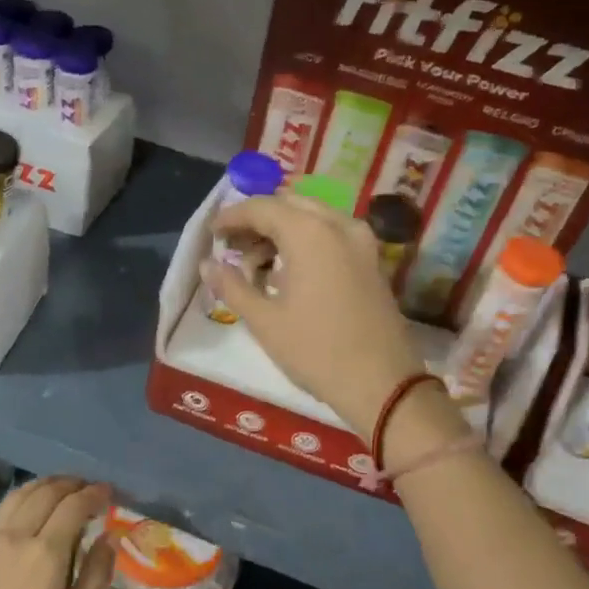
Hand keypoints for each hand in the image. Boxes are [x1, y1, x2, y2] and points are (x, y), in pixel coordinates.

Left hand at [0, 478, 115, 588]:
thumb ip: (95, 578)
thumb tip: (109, 538)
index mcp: (45, 553)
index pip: (74, 506)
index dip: (94, 494)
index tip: (108, 492)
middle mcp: (15, 536)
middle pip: (46, 492)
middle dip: (71, 484)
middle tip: (87, 488)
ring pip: (17, 496)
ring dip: (42, 486)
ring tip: (58, 489)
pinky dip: (14, 503)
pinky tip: (20, 512)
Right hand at [202, 191, 424, 433]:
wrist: (382, 384)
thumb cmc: (315, 351)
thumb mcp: (264, 321)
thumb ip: (232, 286)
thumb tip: (206, 265)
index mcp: (309, 232)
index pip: (262, 207)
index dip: (232, 217)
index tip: (212, 233)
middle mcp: (338, 225)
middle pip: (289, 205)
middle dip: (258, 221)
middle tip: (233, 247)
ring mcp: (361, 241)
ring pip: (313, 217)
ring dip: (282, 230)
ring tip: (256, 265)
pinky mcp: (372, 260)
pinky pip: (332, 234)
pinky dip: (306, 241)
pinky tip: (289, 271)